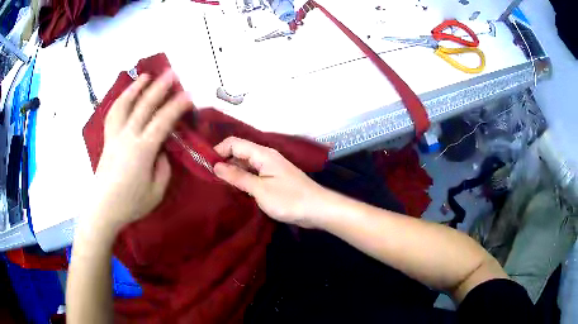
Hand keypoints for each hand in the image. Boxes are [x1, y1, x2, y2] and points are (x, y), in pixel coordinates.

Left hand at [90, 70, 193, 231]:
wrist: (103, 208)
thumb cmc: (130, 203)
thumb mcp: (156, 191)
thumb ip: (163, 167)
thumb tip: (162, 150)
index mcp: (142, 150)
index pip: (163, 121)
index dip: (177, 106)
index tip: (189, 95)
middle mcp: (127, 137)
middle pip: (144, 106)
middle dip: (160, 87)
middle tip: (172, 73)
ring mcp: (115, 136)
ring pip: (125, 105)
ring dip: (136, 88)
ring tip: (146, 76)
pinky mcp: (107, 140)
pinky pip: (113, 115)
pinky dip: (120, 101)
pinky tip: (126, 95)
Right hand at [214, 137, 328, 227]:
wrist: (317, 209)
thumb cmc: (289, 199)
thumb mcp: (260, 189)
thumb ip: (238, 177)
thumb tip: (216, 165)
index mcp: (262, 154)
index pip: (234, 143)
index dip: (218, 151)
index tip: (204, 165)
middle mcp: (265, 157)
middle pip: (239, 152)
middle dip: (223, 161)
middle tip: (208, 177)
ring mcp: (270, 168)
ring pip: (245, 164)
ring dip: (232, 171)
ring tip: (217, 184)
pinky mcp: (273, 179)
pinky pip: (253, 174)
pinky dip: (242, 179)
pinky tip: (234, 189)